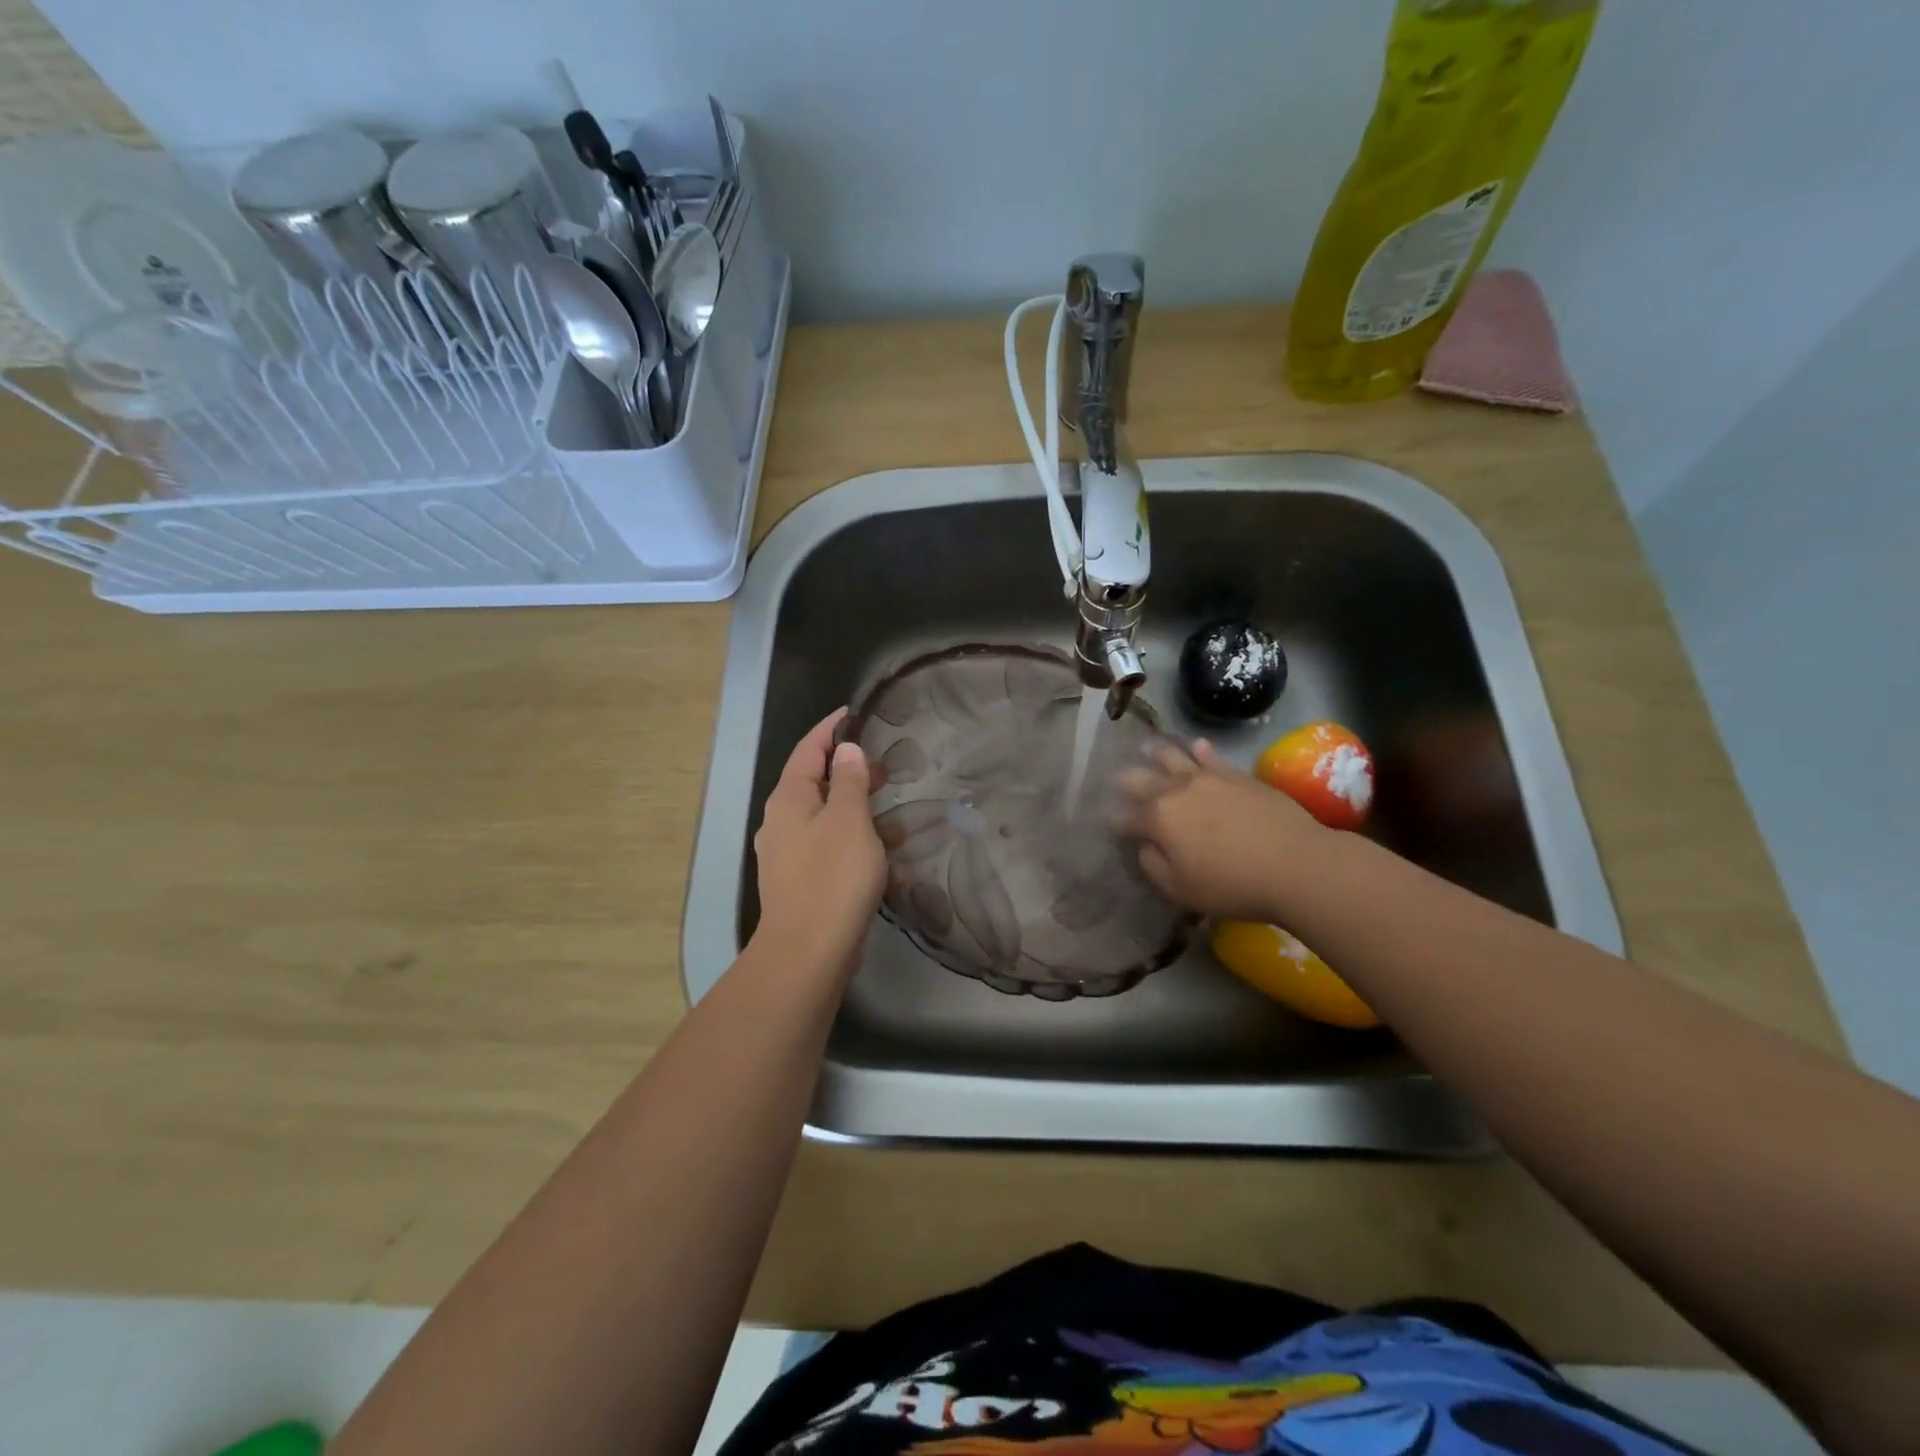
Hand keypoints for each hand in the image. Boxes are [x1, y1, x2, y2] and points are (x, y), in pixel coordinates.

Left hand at [752, 708, 886, 976]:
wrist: (809, 951)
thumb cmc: (832, 877)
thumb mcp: (849, 819)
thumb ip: (848, 779)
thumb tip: (845, 750)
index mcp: (788, 799)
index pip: (808, 749)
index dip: (830, 729)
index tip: (853, 713)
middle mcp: (782, 822)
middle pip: (815, 782)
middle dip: (847, 769)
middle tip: (884, 764)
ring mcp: (789, 853)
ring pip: (825, 815)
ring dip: (855, 805)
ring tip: (891, 802)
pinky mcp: (803, 880)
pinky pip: (830, 844)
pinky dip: (854, 836)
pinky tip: (882, 846)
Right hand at [1114, 739, 1326, 922]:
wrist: (1296, 863)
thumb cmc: (1232, 884)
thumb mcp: (1180, 889)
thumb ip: (1153, 866)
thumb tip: (1145, 846)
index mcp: (1157, 818)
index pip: (1124, 816)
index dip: (1113, 819)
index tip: (1108, 821)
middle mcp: (1176, 790)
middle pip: (1141, 778)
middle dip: (1125, 779)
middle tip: (1116, 778)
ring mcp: (1208, 778)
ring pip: (1173, 756)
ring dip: (1155, 752)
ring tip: (1146, 746)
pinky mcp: (1237, 775)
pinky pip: (1211, 757)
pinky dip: (1199, 750)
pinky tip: (1196, 746)